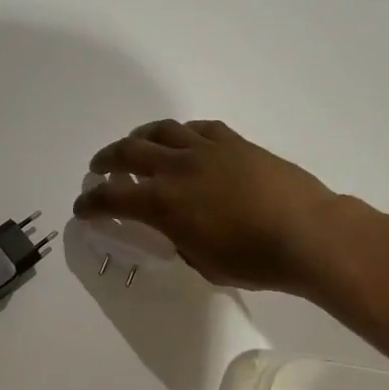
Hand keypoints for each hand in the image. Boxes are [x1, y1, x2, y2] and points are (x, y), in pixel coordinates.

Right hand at [73, 120, 343, 293]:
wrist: (307, 234)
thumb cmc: (252, 260)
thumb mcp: (201, 261)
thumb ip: (178, 240)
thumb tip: (174, 229)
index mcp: (163, 204)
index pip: (112, 199)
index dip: (91, 204)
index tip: (81, 209)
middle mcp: (177, 168)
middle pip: (128, 152)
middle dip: (106, 160)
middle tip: (98, 169)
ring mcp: (207, 150)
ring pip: (161, 131)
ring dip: (139, 138)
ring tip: (133, 146)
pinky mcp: (234, 142)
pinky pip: (197, 128)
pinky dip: (179, 133)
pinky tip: (180, 140)